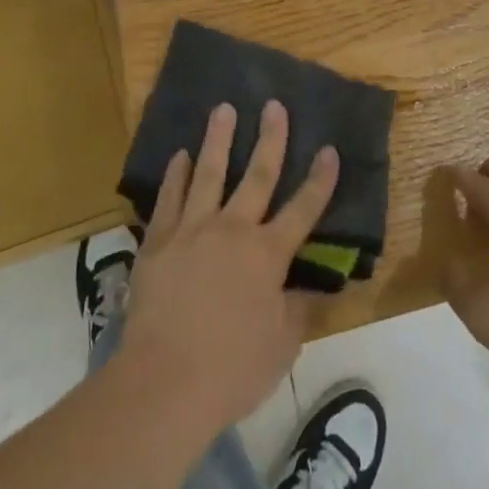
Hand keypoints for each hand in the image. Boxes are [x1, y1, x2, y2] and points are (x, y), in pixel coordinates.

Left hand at [120, 101, 339, 437]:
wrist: (163, 383)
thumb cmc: (231, 369)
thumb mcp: (282, 346)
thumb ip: (298, 310)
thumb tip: (313, 288)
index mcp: (268, 254)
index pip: (303, 209)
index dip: (320, 179)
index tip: (329, 149)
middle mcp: (233, 230)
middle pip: (257, 175)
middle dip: (270, 138)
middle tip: (274, 105)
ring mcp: (192, 231)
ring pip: (209, 173)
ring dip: (218, 139)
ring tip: (223, 108)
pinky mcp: (159, 242)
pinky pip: (169, 199)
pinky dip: (176, 175)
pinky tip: (180, 155)